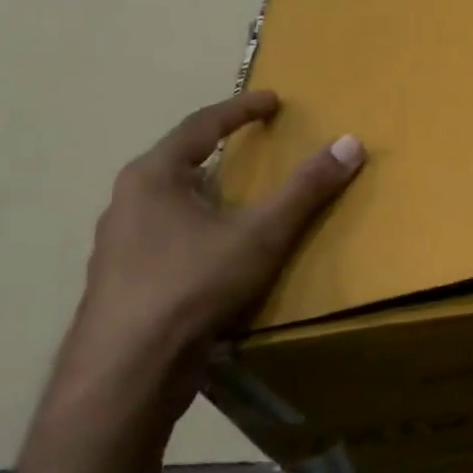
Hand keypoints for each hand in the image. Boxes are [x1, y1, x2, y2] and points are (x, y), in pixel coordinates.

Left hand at [50, 90, 364, 429]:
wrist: (127, 371)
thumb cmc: (192, 285)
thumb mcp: (262, 233)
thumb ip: (307, 188)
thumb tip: (351, 143)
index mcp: (153, 177)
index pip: (201, 126)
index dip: (241, 109)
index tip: (273, 101)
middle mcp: (128, 203)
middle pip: (183, 163)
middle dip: (223, 153)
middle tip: (260, 149)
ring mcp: (120, 245)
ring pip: (174, 205)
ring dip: (211, 195)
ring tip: (245, 201)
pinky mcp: (125, 282)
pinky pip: (170, 238)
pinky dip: (201, 230)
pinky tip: (222, 253)